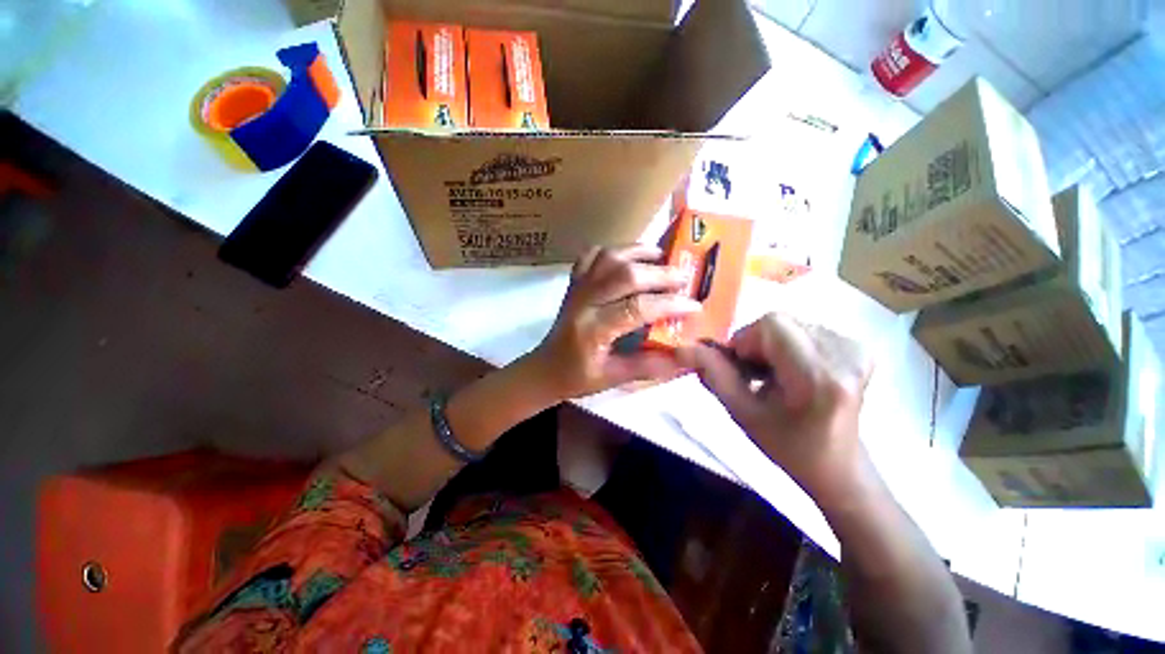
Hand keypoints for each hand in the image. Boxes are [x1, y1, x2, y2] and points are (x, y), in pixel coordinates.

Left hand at [529, 245, 702, 399]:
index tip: (694, 306)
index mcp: (593, 330)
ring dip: (637, 252)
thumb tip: (686, 357)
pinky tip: (628, 255)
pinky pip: (591, 256)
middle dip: (659, 274)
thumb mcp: (613, 378)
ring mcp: (576, 288)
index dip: (668, 305)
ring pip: (607, 257)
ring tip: (661, 256)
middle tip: (683, 277)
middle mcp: (583, 302)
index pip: (636, 309)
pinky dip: (612, 250)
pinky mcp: (574, 283)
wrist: (545, 368)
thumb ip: (648, 366)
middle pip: (623, 275)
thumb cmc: (577, 377)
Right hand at [678, 313, 872, 497]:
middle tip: (753, 374)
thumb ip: (713, 375)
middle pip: (780, 321)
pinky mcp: (858, 347)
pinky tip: (791, 370)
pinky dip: (787, 345)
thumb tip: (681, 348)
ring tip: (772, 375)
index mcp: (819, 377)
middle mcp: (845, 355)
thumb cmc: (788, 446)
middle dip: (755, 343)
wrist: (838, 466)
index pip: (771, 324)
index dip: (745, 340)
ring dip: (770, 345)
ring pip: (790, 323)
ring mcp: (856, 349)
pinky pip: (805, 328)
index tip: (741, 369)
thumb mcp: (742, 413)